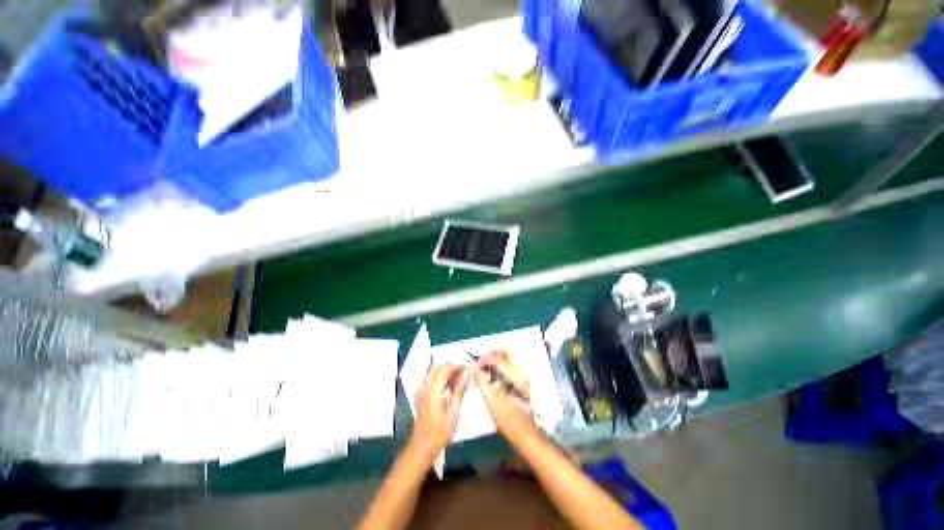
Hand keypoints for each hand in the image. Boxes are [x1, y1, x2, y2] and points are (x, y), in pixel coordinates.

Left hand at [410, 364, 469, 459]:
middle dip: (450, 367)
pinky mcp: (420, 395)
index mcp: (433, 390)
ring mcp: (421, 390)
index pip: (444, 369)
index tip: (467, 368)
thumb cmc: (440, 432)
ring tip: (458, 381)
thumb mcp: (453, 413)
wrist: (422, 446)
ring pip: (433, 372)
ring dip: (445, 372)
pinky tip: (449, 388)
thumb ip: (459, 391)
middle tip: (462, 374)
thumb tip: (467, 374)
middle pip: (437, 367)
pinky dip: (440, 378)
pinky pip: (430, 379)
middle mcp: (424, 387)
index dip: (456, 366)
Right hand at [474, 350, 536, 440]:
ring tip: (484, 367)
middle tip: (481, 361)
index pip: (499, 356)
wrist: (526, 435)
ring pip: (509, 359)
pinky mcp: (522, 383)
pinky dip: (500, 366)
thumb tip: (473, 369)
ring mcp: (523, 377)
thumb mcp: (492, 401)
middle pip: (506, 353)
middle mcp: (521, 372)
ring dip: (496, 359)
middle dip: (492, 354)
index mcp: (515, 375)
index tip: (476, 363)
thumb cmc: (508, 420)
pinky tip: (492, 375)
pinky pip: (510, 367)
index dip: (486, 357)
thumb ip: (482, 382)